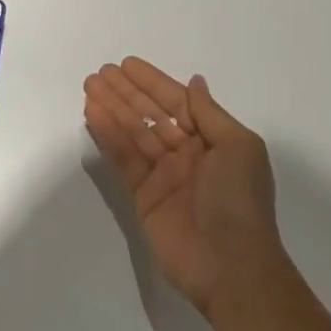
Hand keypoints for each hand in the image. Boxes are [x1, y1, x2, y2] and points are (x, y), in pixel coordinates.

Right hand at [83, 58, 289, 316]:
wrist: (232, 266)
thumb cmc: (240, 199)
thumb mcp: (238, 147)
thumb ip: (209, 113)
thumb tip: (195, 81)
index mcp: (212, 140)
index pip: (177, 102)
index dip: (152, 82)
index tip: (127, 64)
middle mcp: (186, 153)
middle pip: (150, 114)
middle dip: (126, 92)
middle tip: (100, 72)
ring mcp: (163, 175)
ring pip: (133, 132)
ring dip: (112, 108)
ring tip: (90, 86)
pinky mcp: (143, 197)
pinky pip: (124, 158)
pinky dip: (109, 136)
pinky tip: (93, 114)